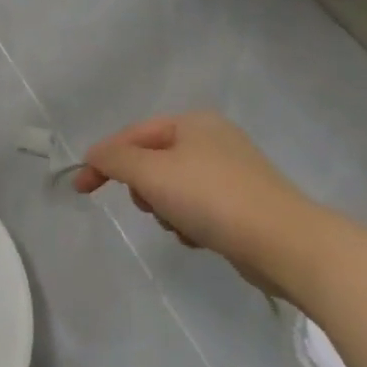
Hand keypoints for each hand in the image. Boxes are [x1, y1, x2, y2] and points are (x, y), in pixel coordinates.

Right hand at [79, 111, 366, 366]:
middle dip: (143, 188)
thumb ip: (114, 160)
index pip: (132, 135)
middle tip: (149, 205)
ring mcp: (231, 171)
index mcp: (192, 122)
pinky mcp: (244, 203)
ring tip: (180, 226)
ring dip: (166, 209)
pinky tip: (199, 238)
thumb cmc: (212, 198)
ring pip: (172, 188)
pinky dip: (189, 222)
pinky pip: (197, 208)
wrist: (285, 243)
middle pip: (152, 161)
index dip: (102, 160)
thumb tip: (94, 157)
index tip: (81, 189)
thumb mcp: (151, 172)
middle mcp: (213, 139)